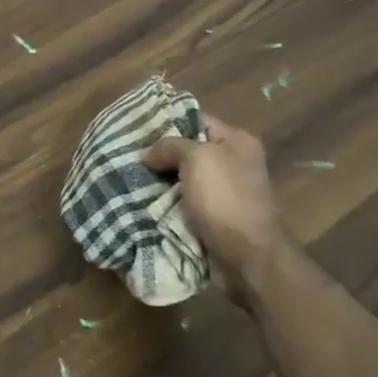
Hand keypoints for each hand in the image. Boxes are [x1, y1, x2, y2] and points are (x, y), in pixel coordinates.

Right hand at [144, 114, 292, 292]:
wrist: (248, 257)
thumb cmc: (225, 199)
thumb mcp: (197, 159)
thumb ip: (170, 146)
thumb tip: (149, 153)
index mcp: (237, 141)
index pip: (196, 119)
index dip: (167, 120)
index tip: (136, 127)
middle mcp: (234, 162)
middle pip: (188, 149)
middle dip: (160, 154)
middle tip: (128, 154)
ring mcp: (226, 191)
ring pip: (183, 177)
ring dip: (160, 180)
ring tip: (129, 176)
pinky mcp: (216, 216)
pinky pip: (185, 201)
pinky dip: (167, 201)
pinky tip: (143, 199)